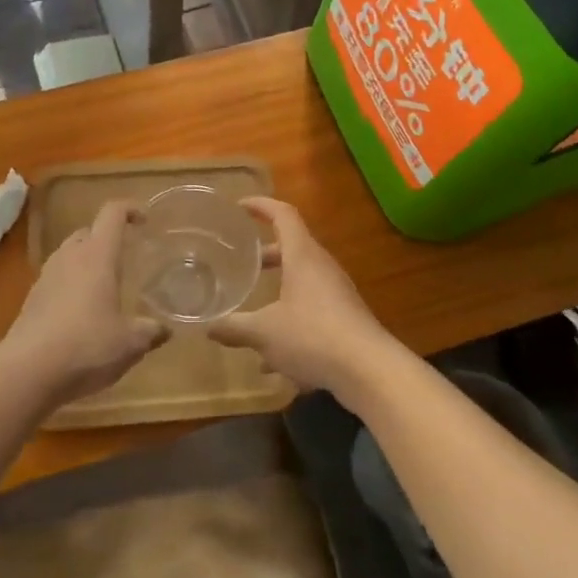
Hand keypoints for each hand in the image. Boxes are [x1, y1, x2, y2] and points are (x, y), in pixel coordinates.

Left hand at [0, 201, 167, 406]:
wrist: (26, 372)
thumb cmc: (86, 346)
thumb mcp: (129, 344)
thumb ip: (149, 332)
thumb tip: (165, 330)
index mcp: (97, 255)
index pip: (112, 213)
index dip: (130, 209)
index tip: (145, 220)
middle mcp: (69, 257)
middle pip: (88, 232)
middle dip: (107, 238)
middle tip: (125, 257)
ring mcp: (46, 277)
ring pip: (69, 255)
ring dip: (86, 262)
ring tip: (104, 287)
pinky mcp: (31, 300)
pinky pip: (56, 280)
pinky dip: (70, 286)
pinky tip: (81, 314)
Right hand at [210, 198, 402, 401]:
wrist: (370, 371)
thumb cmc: (313, 336)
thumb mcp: (264, 333)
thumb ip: (234, 327)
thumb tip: (207, 326)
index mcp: (303, 256)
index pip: (283, 215)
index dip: (261, 206)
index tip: (240, 206)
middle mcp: (322, 268)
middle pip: (292, 248)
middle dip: (266, 254)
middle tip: (241, 261)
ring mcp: (337, 293)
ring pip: (301, 282)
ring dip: (278, 291)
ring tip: (251, 311)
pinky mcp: (345, 319)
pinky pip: (312, 311)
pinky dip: (291, 322)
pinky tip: (272, 361)